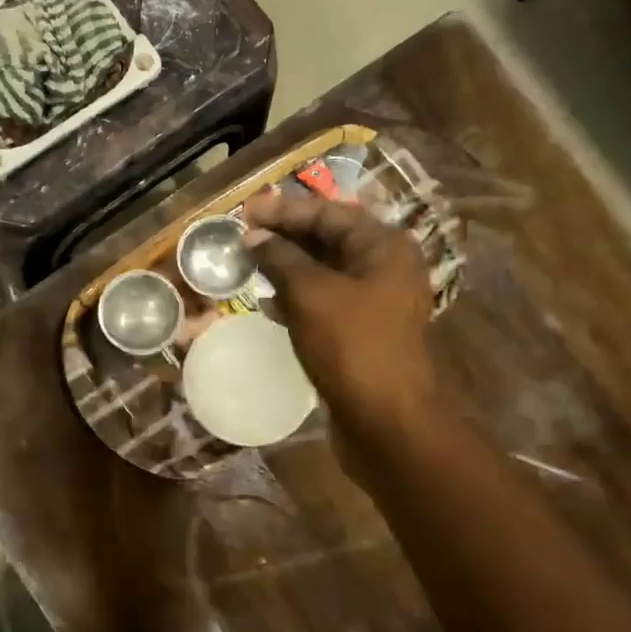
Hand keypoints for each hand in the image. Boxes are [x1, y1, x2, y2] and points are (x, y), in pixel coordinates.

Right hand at [242, 192, 437, 462]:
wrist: (387, 420)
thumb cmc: (351, 346)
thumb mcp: (310, 295)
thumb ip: (280, 259)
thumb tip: (254, 237)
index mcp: (383, 246)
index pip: (327, 213)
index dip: (284, 211)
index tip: (244, 211)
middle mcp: (385, 267)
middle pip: (328, 239)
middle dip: (284, 237)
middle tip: (243, 237)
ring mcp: (376, 301)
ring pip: (325, 272)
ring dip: (287, 268)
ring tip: (248, 266)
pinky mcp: (363, 332)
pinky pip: (326, 302)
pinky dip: (297, 298)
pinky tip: (268, 304)